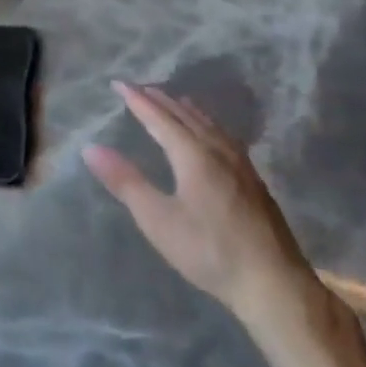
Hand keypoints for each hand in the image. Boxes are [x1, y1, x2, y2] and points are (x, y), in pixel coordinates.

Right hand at [85, 82, 315, 331]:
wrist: (274, 283)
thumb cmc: (209, 251)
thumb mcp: (158, 219)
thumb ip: (125, 182)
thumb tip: (91, 148)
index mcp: (193, 155)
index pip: (159, 118)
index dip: (137, 100)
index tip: (118, 83)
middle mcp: (218, 150)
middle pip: (186, 115)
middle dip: (160, 99)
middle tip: (140, 87)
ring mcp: (241, 164)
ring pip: (209, 123)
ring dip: (185, 109)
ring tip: (172, 101)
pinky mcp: (253, 180)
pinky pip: (223, 135)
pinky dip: (206, 123)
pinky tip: (210, 134)